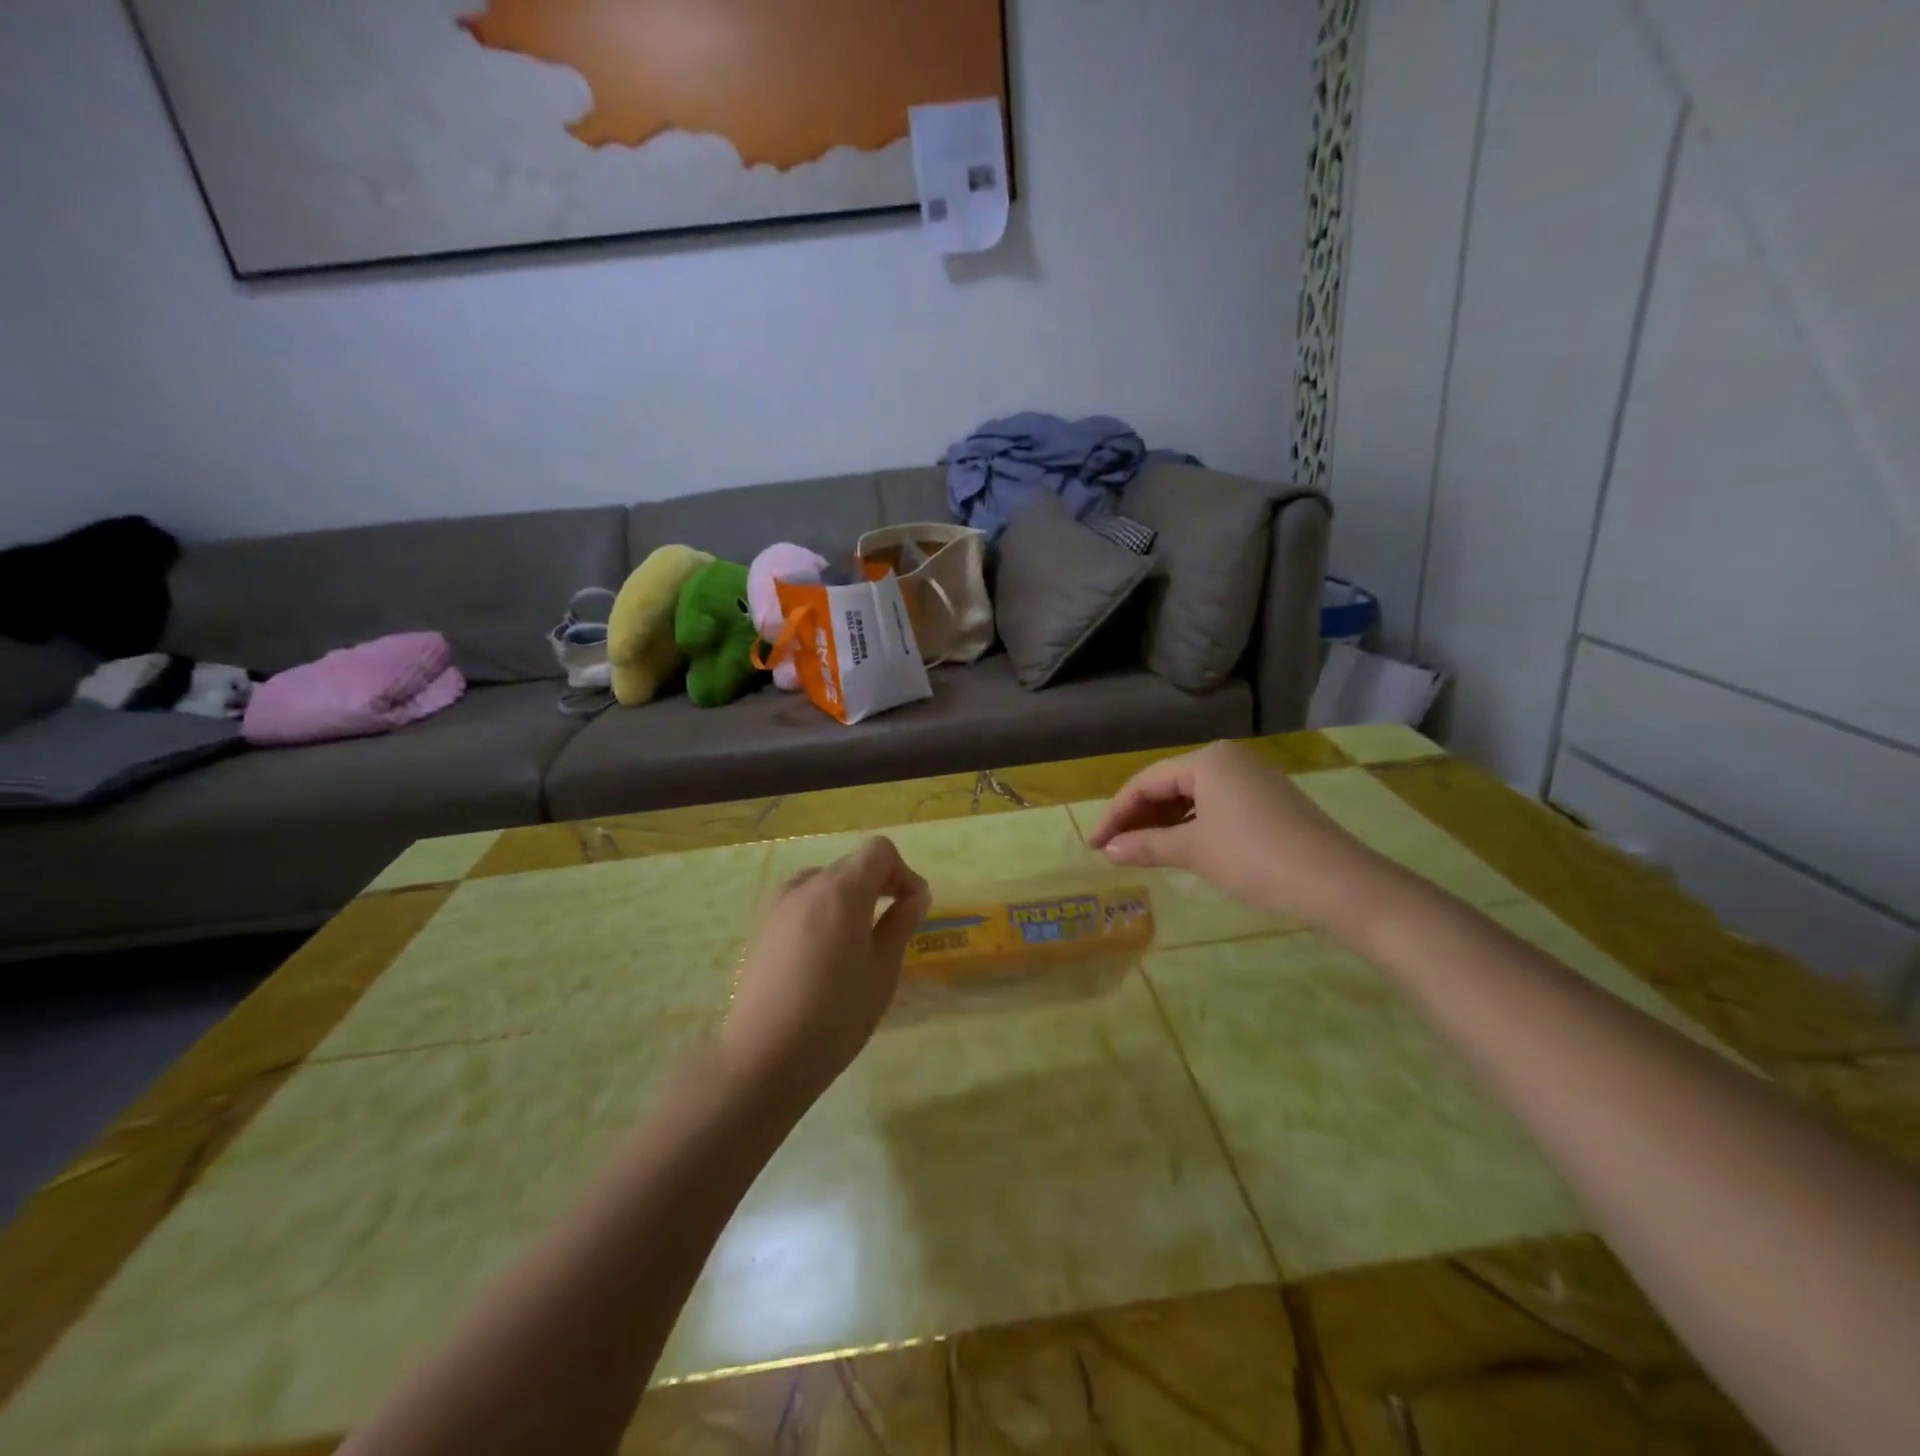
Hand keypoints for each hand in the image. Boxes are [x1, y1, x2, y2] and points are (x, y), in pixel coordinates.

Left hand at [720, 837, 930, 1101]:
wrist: (764, 1057)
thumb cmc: (835, 1015)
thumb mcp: (882, 970)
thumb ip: (901, 923)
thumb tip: (916, 895)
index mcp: (841, 890)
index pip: (879, 851)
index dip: (904, 872)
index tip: (914, 907)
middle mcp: (806, 885)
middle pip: (852, 863)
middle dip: (880, 883)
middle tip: (895, 924)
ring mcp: (778, 904)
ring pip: (825, 881)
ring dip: (850, 896)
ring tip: (859, 939)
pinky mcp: (762, 926)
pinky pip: (802, 901)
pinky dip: (824, 910)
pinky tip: (825, 953)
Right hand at [1088, 741, 1385, 928]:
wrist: (1337, 882)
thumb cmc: (1255, 858)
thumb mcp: (1194, 851)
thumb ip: (1147, 846)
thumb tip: (1108, 850)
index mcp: (1207, 760)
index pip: (1146, 782)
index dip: (1116, 814)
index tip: (1095, 845)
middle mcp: (1229, 759)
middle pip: (1169, 785)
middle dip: (1139, 818)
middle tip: (1115, 850)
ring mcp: (1253, 778)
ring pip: (1193, 797)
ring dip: (1164, 823)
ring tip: (1142, 852)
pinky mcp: (1270, 800)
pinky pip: (1216, 806)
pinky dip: (1192, 825)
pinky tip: (1181, 847)